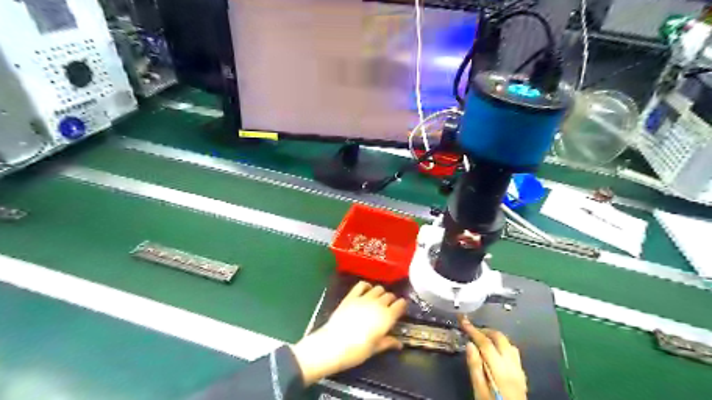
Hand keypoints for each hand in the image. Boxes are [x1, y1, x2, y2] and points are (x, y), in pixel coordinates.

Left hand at [292, 281, 408, 383]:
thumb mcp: (375, 349)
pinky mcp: (351, 296)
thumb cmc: (357, 351)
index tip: (401, 309)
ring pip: (378, 288)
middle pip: (390, 295)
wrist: (334, 344)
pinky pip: (362, 284)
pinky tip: (366, 291)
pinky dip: (367, 286)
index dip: (402, 306)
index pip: (401, 304)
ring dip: (381, 293)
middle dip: (392, 300)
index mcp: (387, 317)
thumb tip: (399, 344)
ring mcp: (364, 298)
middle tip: (389, 307)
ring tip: (378, 300)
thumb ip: (388, 342)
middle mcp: (378, 304)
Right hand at [459, 316, 524, 399]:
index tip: (463, 321)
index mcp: (500, 370)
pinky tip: (496, 351)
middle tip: (472, 330)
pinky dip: (503, 345)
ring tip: (482, 339)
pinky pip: (513, 352)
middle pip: (500, 338)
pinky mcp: (522, 374)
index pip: (486, 343)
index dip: (473, 330)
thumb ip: (475, 367)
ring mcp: (519, 369)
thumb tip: (470, 344)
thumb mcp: (479, 390)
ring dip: (495, 337)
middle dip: (485, 330)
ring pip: (509, 343)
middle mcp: (512, 366)